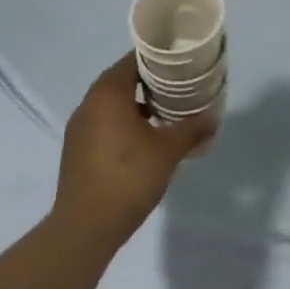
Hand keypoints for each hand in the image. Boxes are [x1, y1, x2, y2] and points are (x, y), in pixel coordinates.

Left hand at [53, 54, 215, 257]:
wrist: (84, 229)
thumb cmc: (128, 178)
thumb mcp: (168, 151)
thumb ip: (192, 129)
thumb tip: (214, 116)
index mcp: (108, 92)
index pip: (135, 59)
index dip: (160, 60)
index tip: (182, 66)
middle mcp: (90, 103)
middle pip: (123, 79)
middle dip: (151, 82)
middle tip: (180, 89)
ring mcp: (79, 127)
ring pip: (112, 103)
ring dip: (137, 105)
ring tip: (165, 115)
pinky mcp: (76, 150)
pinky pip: (103, 123)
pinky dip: (122, 123)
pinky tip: (143, 142)